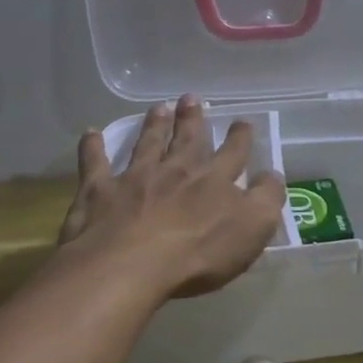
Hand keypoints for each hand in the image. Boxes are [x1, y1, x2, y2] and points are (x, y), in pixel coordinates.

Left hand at [58, 95, 286, 299]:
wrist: (131, 265)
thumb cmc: (198, 252)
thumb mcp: (252, 228)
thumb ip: (267, 199)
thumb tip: (272, 176)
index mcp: (214, 180)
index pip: (233, 153)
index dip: (240, 137)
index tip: (242, 122)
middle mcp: (176, 170)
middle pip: (187, 139)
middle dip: (192, 119)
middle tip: (192, 97)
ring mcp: (135, 178)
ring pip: (147, 144)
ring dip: (153, 125)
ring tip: (157, 107)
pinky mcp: (99, 192)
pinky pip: (95, 163)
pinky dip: (93, 147)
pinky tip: (91, 133)